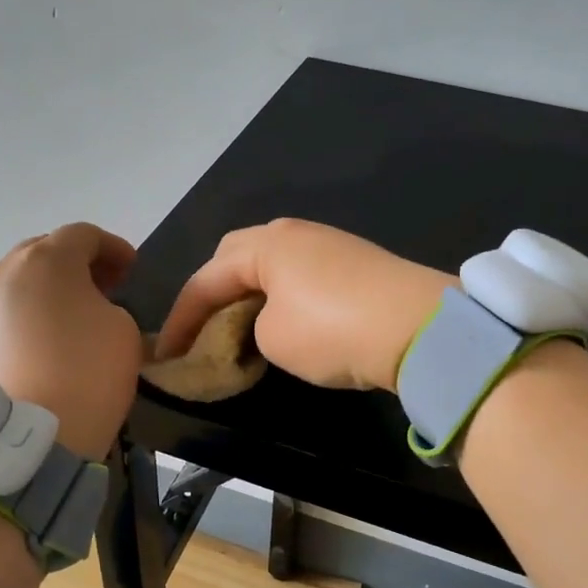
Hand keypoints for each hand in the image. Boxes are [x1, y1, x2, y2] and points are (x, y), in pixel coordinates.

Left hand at [0, 223, 143, 459]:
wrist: (23, 439)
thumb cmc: (85, 373)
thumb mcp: (123, 330)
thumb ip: (109, 304)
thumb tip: (88, 310)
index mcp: (47, 260)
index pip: (84, 234)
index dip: (114, 248)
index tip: (132, 270)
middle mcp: (3, 272)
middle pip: (44, 252)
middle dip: (77, 265)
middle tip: (103, 290)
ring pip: (18, 284)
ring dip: (47, 292)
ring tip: (71, 320)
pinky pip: (2, 315)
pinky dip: (25, 319)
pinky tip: (43, 346)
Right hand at [155, 219, 450, 392]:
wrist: (420, 326)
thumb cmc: (333, 329)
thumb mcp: (274, 339)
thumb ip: (252, 328)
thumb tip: (267, 324)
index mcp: (265, 244)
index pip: (206, 279)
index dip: (181, 319)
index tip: (166, 354)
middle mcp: (295, 233)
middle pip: (237, 257)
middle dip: (214, 291)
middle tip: (204, 327)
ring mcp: (329, 243)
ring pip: (272, 265)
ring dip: (250, 293)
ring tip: (242, 328)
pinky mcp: (357, 263)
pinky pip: (302, 275)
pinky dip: (282, 297)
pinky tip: (288, 321)